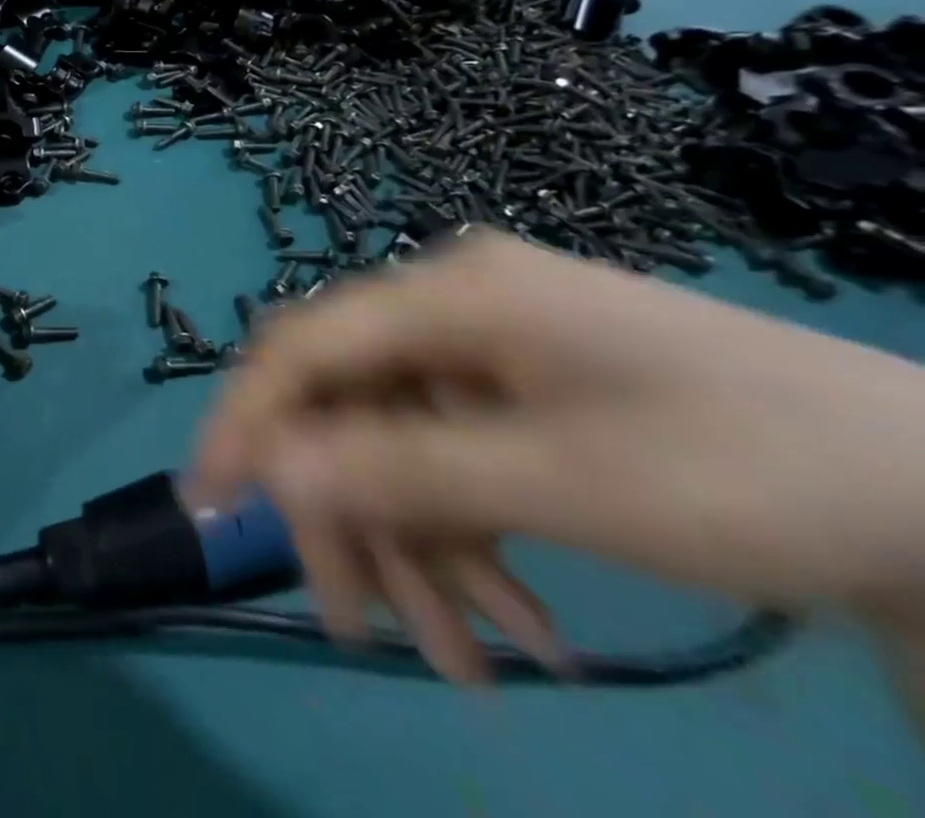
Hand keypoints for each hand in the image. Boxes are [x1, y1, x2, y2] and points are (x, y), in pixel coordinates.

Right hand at [193, 229, 924, 681]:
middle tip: (355, 624)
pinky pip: (451, 456)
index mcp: (446, 294)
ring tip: (466, 662)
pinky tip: (517, 620)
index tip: (208, 501)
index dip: (247, 420)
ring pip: (397, 442)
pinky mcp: (516, 390)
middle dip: (348, 514)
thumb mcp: (564, 481)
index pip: (304, 346)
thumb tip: (268, 465)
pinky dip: (467, 537)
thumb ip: (398, 468)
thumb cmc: (749, 469)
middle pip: (348, 404)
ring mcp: (482, 347)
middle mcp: (446, 306)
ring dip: (418, 546)